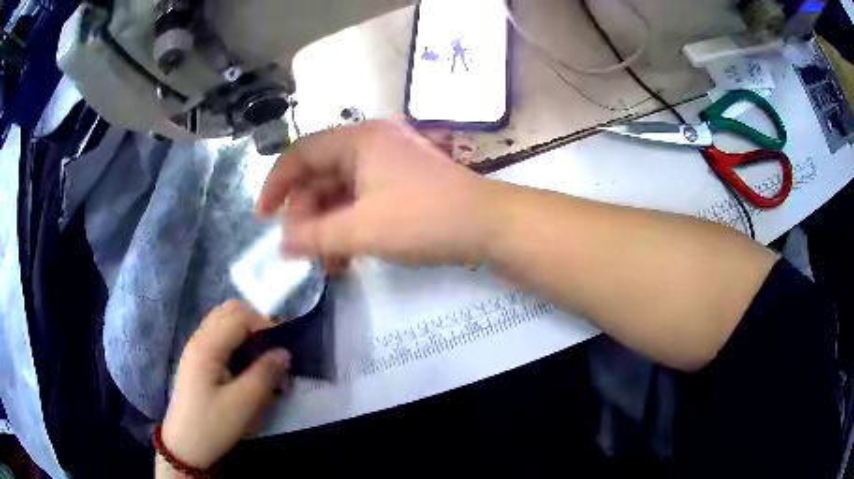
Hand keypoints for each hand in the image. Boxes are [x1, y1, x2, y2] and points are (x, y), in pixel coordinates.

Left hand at [160, 301, 290, 470]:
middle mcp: (199, 340)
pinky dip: (237, 339)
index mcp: (207, 347)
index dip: (265, 322)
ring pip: (223, 322)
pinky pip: (219, 337)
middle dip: (255, 320)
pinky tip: (247, 362)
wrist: (185, 446)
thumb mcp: (243, 404)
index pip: (239, 317)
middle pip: (228, 311)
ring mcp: (196, 349)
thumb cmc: (212, 425)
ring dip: (246, 329)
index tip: (286, 340)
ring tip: (264, 353)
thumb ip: (265, 374)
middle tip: (275, 343)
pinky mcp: (197, 361)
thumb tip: (284, 352)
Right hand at [256, 120, 497, 266]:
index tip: (263, 219)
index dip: (276, 185)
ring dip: (326, 225)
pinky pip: (360, 199)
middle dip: (304, 214)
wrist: (488, 225)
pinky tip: (345, 255)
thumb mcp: (362, 229)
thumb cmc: (423, 219)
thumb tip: (281, 246)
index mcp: (357, 140)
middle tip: (301, 249)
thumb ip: (315, 237)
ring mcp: (387, 163)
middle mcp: (369, 143)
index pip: (300, 154)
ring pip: (339, 191)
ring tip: (324, 261)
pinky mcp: (399, 183)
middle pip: (319, 174)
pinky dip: (348, 224)